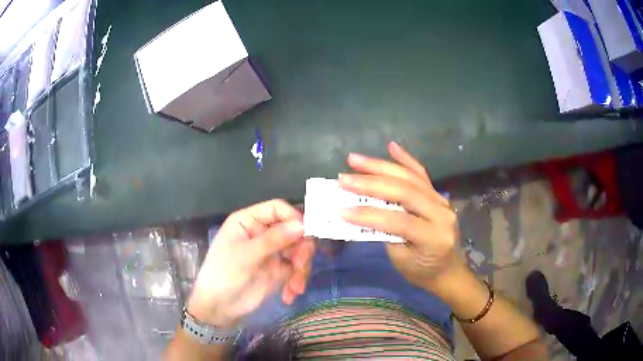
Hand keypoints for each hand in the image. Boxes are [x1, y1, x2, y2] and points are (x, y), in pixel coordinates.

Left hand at [187, 199, 314, 327]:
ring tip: (295, 287)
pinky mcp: (278, 271)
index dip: (294, 218)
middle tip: (300, 266)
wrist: (219, 308)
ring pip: (298, 250)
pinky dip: (297, 280)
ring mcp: (271, 252)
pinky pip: (296, 269)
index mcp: (249, 221)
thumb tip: (303, 225)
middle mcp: (262, 233)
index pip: (277, 209)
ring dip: (301, 268)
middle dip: (301, 249)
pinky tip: (290, 294)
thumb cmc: (224, 274)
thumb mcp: (246, 255)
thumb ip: (274, 239)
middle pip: (293, 230)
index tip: (307, 234)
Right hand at [339, 142, 459, 288]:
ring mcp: (442, 200)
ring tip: (355, 160)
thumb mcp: (401, 260)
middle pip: (404, 191)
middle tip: (343, 178)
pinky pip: (421, 174)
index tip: (341, 210)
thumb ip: (385, 233)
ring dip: (380, 167)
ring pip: (410, 177)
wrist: (448, 269)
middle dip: (371, 183)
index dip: (370, 215)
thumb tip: (361, 210)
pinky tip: (391, 147)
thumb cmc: (422, 271)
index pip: (399, 220)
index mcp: (433, 236)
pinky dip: (405, 159)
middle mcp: (441, 213)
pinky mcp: (438, 195)